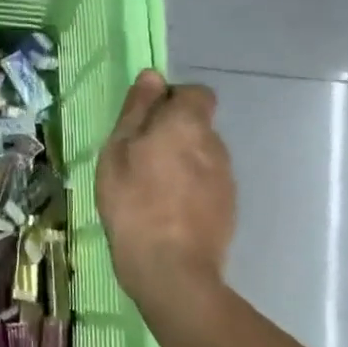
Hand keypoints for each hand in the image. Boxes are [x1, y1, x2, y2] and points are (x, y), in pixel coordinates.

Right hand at [95, 70, 236, 323]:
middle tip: (138, 157)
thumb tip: (153, 76)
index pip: (195, 93)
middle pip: (197, 125)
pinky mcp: (228, 208)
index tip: (144, 121)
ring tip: (151, 188)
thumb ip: (137, 111)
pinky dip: (189, 188)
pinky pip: (206, 183)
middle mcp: (215, 144)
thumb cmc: (133, 203)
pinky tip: (167, 210)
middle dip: (173, 133)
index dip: (172, 100)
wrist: (171, 270)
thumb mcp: (118, 151)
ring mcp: (226, 178)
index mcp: (187, 124)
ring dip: (181, 162)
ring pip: (202, 155)